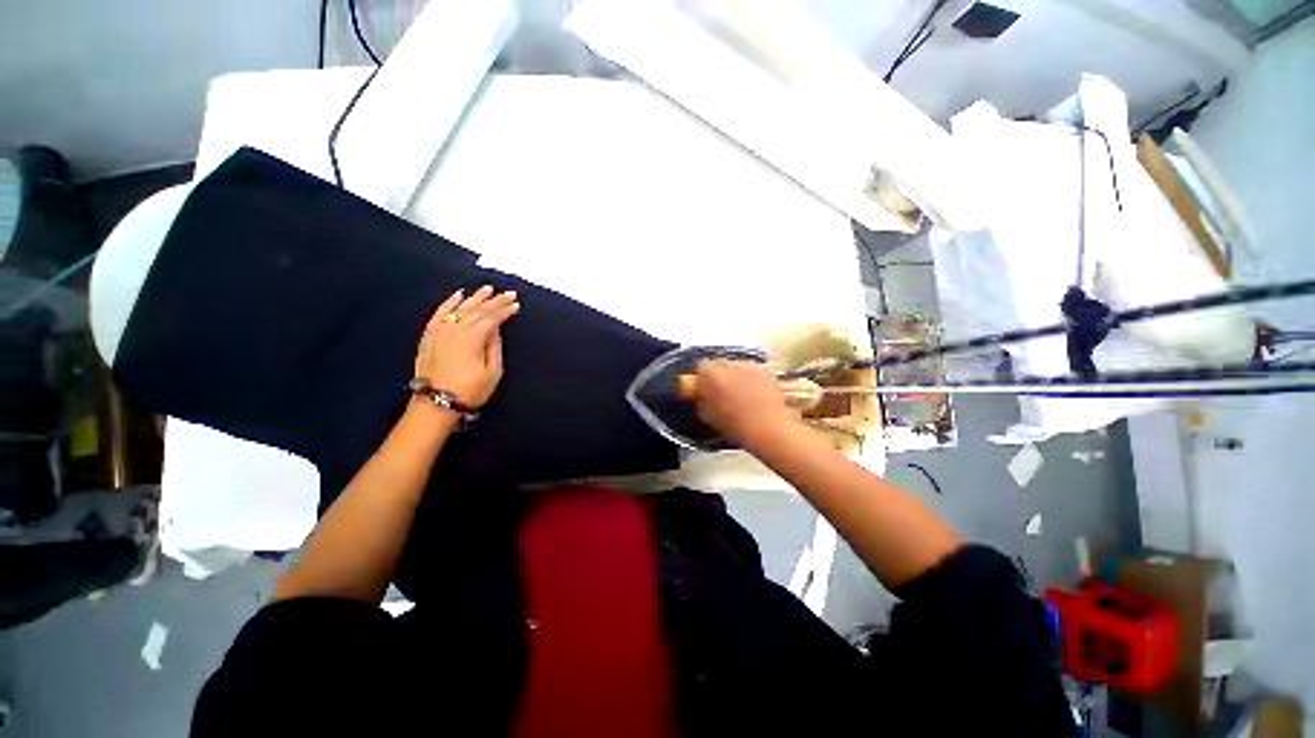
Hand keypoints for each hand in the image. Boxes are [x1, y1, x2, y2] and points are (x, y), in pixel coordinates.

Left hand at [414, 286, 519, 407]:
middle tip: (509, 293)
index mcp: (473, 337)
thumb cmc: (470, 390)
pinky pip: (440, 313)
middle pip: (478, 310)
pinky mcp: (429, 334)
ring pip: (460, 308)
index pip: (492, 318)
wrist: (436, 402)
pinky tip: (458, 295)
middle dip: (495, 300)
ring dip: (475, 297)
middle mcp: (456, 328)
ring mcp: (440, 330)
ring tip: (487, 288)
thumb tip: (495, 329)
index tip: (517, 304)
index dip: (505, 310)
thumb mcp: (492, 371)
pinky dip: (449, 302)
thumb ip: (494, 346)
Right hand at [693, 360, 800, 447]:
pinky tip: (755, 396)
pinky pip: (753, 372)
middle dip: (719, 375)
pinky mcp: (767, 371)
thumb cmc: (735, 425)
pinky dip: (752, 380)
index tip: (704, 388)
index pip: (702, 366)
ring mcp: (750, 366)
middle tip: (721, 392)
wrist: (769, 429)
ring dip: (736, 376)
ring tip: (740, 394)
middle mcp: (730, 365)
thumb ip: (702, 401)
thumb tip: (702, 396)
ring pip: (738, 367)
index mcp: (712, 375)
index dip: (702, 377)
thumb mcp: (708, 417)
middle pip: (720, 364)